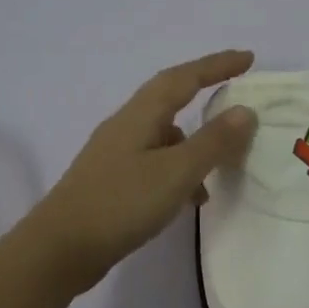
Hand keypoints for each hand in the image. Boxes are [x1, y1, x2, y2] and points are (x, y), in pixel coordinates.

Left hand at [26, 50, 258, 293]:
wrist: (59, 249)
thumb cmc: (121, 203)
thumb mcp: (176, 172)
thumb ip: (213, 142)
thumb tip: (245, 111)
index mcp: (139, 116)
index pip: (184, 78)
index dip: (216, 65)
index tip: (248, 58)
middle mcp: (125, 127)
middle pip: (169, 98)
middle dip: (204, 93)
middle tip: (236, 97)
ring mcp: (115, 155)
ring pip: (164, 136)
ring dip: (194, 144)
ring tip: (220, 170)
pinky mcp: (111, 182)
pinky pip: (155, 163)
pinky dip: (178, 172)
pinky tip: (188, 200)